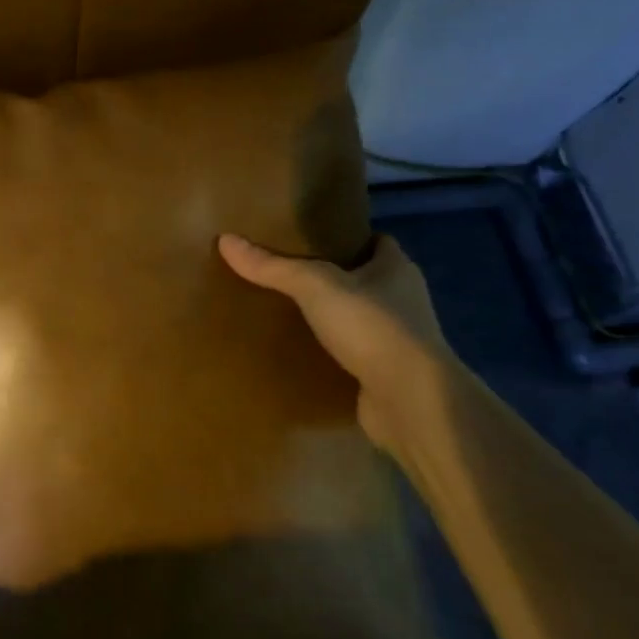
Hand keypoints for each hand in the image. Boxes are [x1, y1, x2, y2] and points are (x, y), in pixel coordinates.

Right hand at [218, 232, 453, 459]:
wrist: (412, 402)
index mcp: (397, 268)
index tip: (309, 239)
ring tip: (285, 312)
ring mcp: (397, 340)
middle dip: (331, 278)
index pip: (375, 241)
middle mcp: (403, 300)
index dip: (346, 237)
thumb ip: (273, 266)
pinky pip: (353, 355)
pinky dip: (331, 353)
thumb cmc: (372, 327)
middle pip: (364, 279)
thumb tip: (226, 240)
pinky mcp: (386, 375)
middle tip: (285, 274)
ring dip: (331, 318)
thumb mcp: (316, 287)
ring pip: (358, 319)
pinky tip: (299, 352)